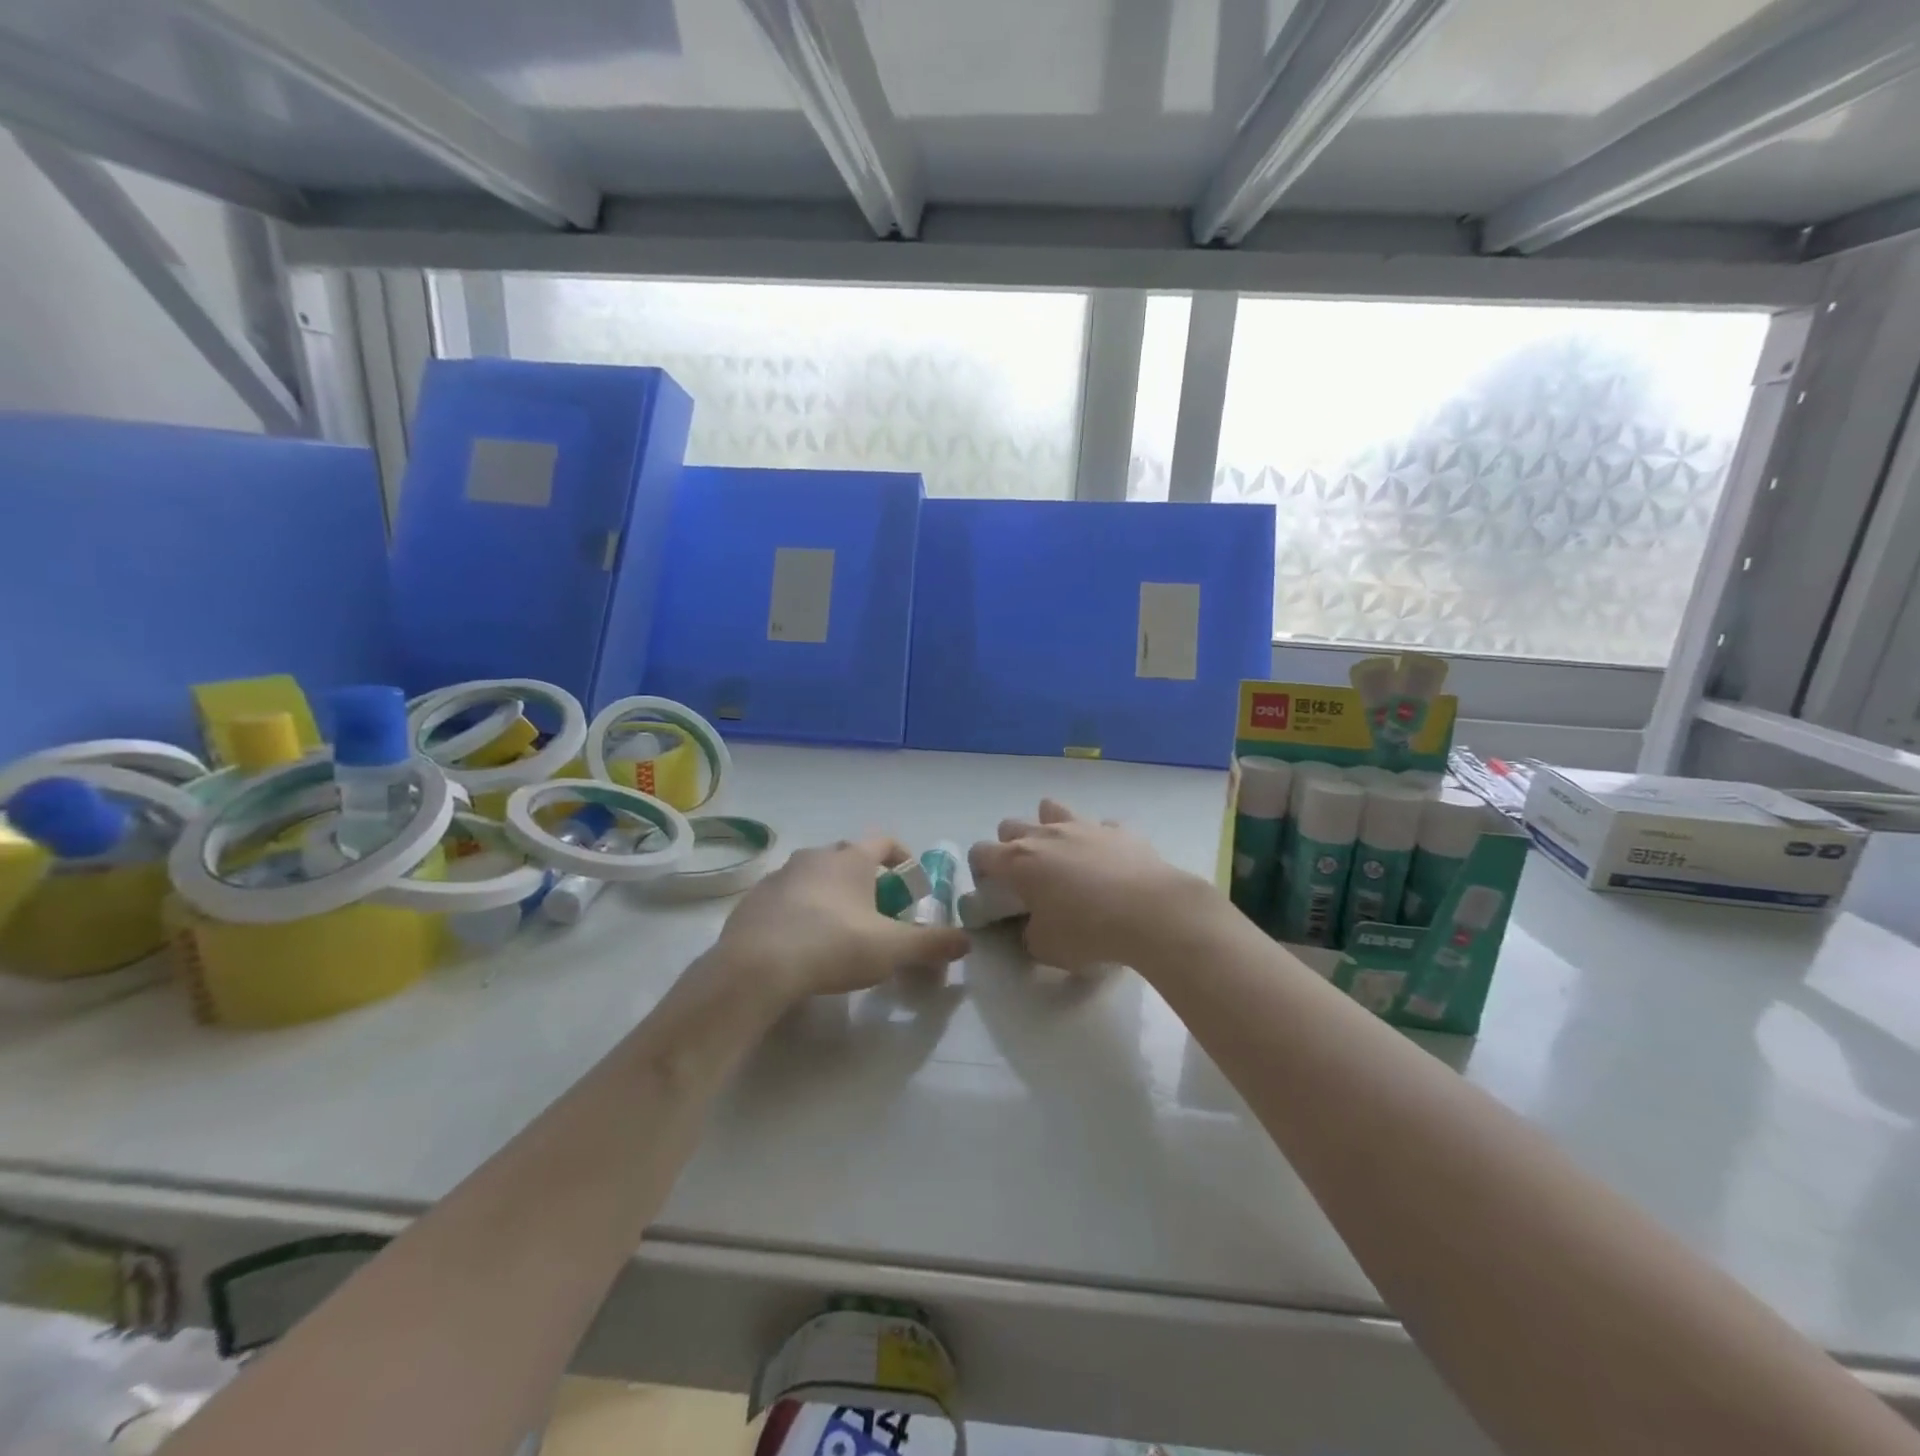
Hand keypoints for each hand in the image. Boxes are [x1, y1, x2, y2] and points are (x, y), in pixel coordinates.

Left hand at [712, 837, 969, 1003]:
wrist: (756, 968)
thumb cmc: (834, 946)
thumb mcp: (893, 949)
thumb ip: (932, 943)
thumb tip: (966, 941)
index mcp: (851, 859)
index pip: (885, 841)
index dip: (904, 860)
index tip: (912, 889)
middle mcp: (815, 856)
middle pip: (850, 858)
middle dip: (868, 881)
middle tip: (879, 915)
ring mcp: (780, 876)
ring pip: (816, 877)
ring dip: (832, 896)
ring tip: (841, 932)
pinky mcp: (754, 901)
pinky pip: (787, 898)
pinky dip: (801, 912)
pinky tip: (803, 945)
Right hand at [968, 800, 1219, 970]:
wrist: (1151, 913)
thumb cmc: (1088, 931)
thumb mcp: (1045, 948)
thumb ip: (1029, 934)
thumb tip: (1032, 926)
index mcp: (1018, 861)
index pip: (980, 852)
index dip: (981, 870)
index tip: (994, 891)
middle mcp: (1046, 835)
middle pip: (1011, 825)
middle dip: (1011, 845)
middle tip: (1027, 876)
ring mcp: (1084, 826)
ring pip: (1052, 809)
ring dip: (1050, 827)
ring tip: (1063, 855)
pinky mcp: (1119, 829)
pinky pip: (1101, 826)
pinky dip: (1099, 840)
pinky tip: (1109, 861)